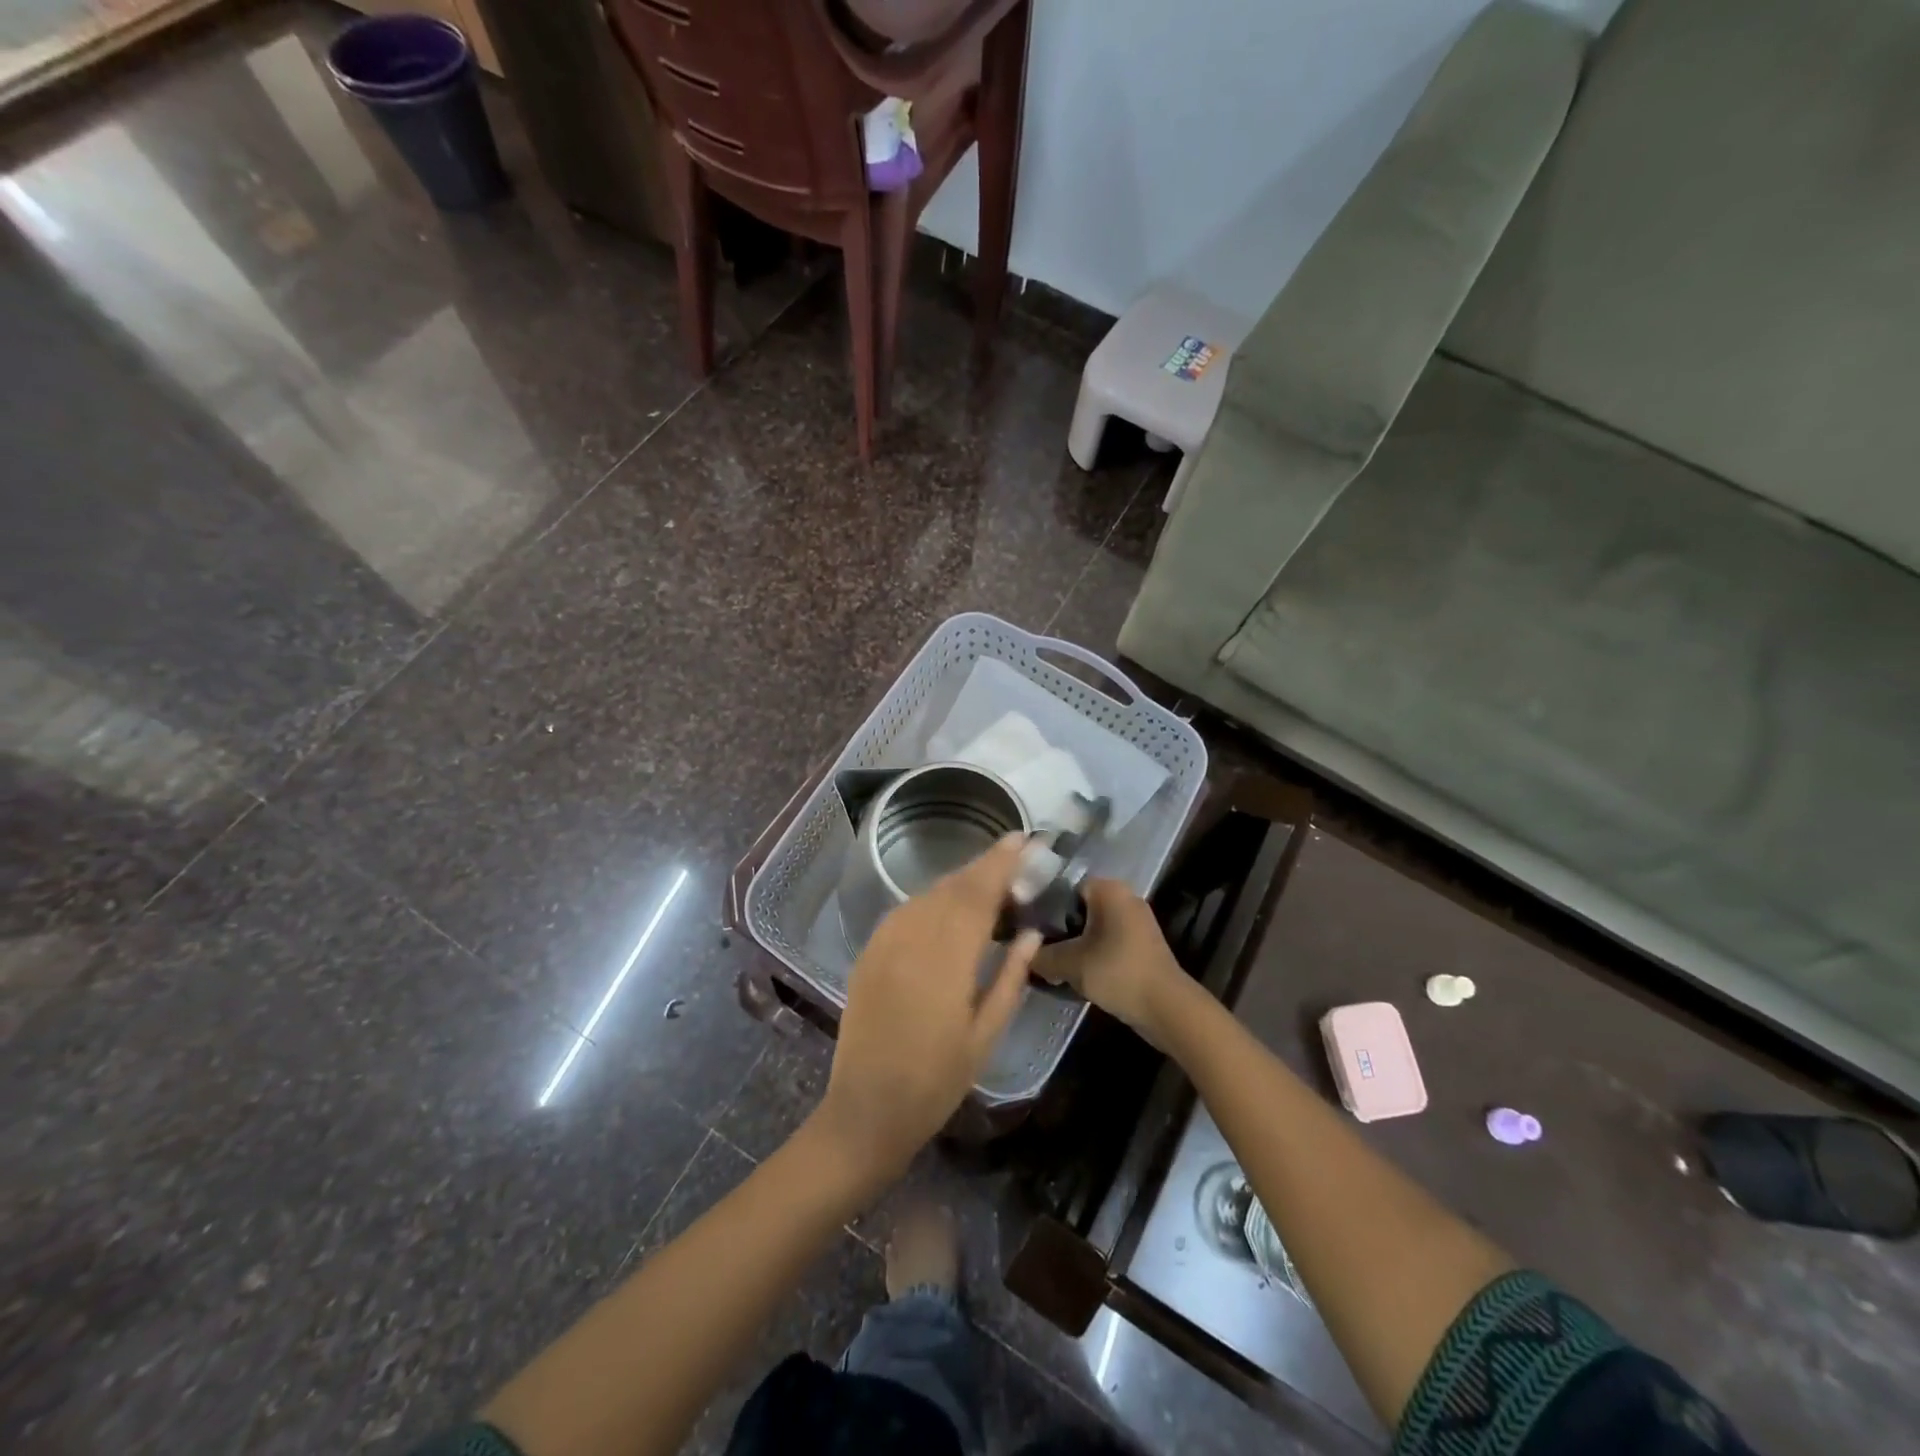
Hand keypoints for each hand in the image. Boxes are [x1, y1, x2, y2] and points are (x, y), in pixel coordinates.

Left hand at [815, 834, 1040, 1179]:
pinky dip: (931, 900)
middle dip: (984, 866)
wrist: (867, 1109)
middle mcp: (912, 938)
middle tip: (1013, 854)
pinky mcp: (869, 954)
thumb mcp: (986, 1035)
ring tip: (986, 881)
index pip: (978, 894)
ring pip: (927, 895)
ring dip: (958, 882)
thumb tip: (1032, 933)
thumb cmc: (937, 1080)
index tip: (1023, 840)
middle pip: (952, 887)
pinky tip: (946, 908)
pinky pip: (905, 912)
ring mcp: (885, 943)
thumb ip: (1011, 977)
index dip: (1001, 863)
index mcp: (947, 958)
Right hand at [1032, 877, 1185, 1045]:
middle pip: (1078, 908)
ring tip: (1050, 963)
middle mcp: (1125, 897)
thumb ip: (1041, 955)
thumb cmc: (1117, 972)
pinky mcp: (1141, 945)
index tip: (1026, 928)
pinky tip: (1074, 973)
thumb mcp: (1069, 963)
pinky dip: (1091, 954)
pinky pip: (1107, 941)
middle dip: (1057, 928)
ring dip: (1073, 944)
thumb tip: (1021, 954)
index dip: (1043, 906)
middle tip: (1035, 948)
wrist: (1166, 1007)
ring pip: (1092, 927)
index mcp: (1109, 889)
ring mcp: (1136, 922)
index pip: (1065, 887)